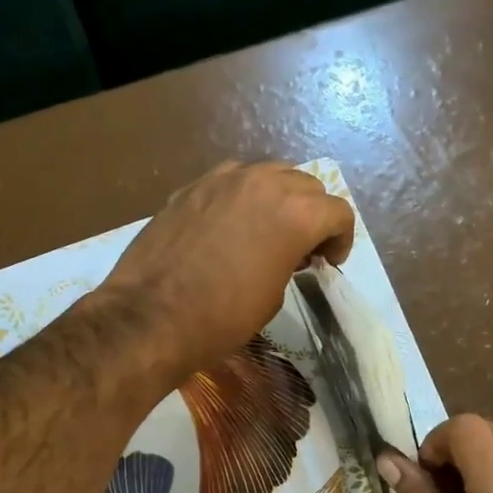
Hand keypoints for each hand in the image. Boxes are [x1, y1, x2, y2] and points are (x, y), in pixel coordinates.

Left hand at [101, 161, 354, 380]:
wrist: (151, 316)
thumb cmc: (222, 318)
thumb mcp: (273, 297)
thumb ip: (290, 262)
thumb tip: (286, 253)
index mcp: (296, 214)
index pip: (338, 212)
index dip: (341, 239)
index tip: (328, 262)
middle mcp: (265, 184)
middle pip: (307, 184)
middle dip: (313, 214)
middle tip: (302, 248)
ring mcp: (224, 179)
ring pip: (270, 173)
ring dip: (280, 198)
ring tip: (268, 230)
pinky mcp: (193, 186)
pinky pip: (232, 180)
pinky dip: (243, 197)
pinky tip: (230, 226)